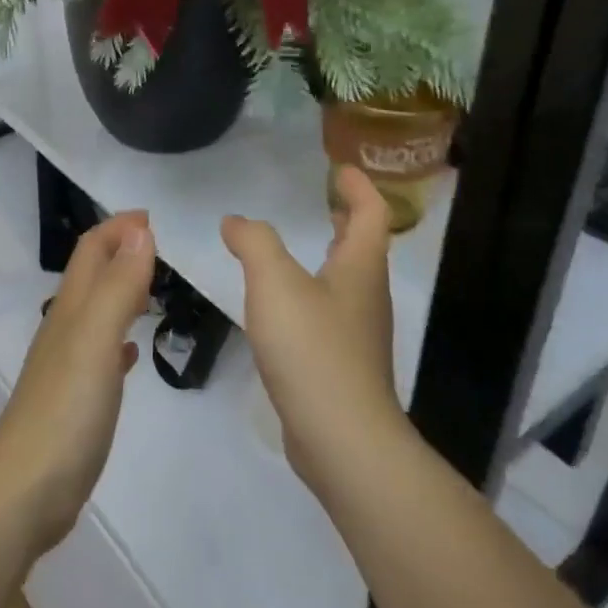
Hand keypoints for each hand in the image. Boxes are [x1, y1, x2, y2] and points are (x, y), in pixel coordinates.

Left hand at [0, 212, 155, 558]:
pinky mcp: (75, 401)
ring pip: (96, 312)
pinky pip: (100, 355)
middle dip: (121, 252)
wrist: (25, 492)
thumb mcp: (96, 340)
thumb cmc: (65, 412)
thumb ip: (118, 286)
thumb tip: (139, 230)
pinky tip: (132, 353)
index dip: (118, 228)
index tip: (155, 217)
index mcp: (71, 310)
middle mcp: (65, 330)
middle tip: (163, 249)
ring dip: (122, 292)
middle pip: (92, 276)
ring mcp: (68, 367)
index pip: (91, 250)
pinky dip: (119, 341)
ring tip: (155, 289)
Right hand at [222, 166, 404, 493]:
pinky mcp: (341, 365)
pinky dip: (312, 293)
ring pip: (347, 281)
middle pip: (364, 247)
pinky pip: (329, 313)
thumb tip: (236, 221)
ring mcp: (357, 334)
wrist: (341, 439)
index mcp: (360, 269)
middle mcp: (366, 297)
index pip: (370, 214)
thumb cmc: (312, 349)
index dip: (359, 187)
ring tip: (298, 247)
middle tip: (325, 202)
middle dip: (347, 220)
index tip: (340, 168)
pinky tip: (283, 306)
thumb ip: (254, 243)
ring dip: (330, 256)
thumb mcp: (275, 283)